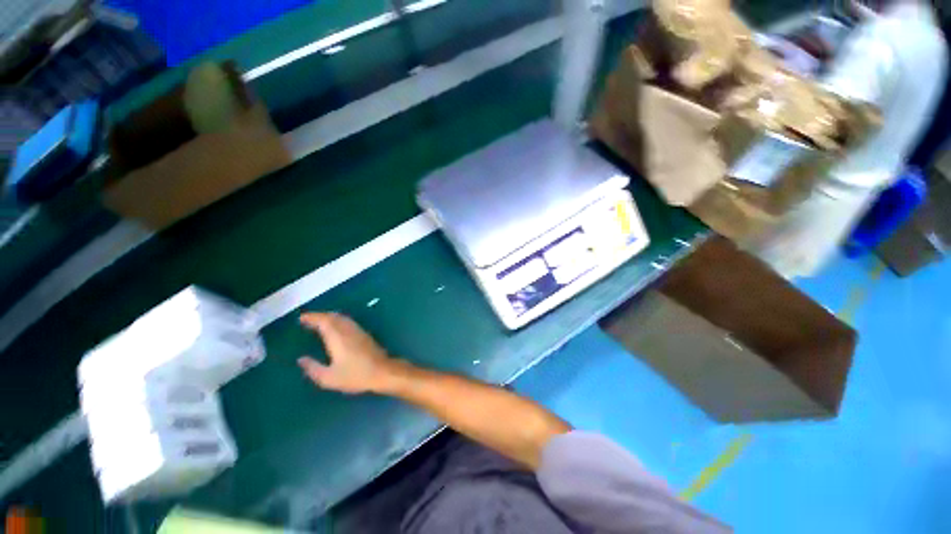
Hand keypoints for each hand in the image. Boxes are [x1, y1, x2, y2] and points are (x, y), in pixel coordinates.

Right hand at [297, 312, 401, 393]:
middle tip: (308, 320)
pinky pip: (348, 322)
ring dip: (330, 317)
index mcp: (337, 337)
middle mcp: (348, 330)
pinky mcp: (365, 334)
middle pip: (333, 316)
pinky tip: (336, 328)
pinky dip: (338, 321)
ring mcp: (358, 331)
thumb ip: (313, 368)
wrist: (383, 371)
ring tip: (319, 322)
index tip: (301, 318)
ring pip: (342, 318)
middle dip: (320, 316)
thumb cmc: (355, 375)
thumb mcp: (329, 378)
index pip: (324, 321)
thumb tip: (301, 359)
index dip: (312, 317)